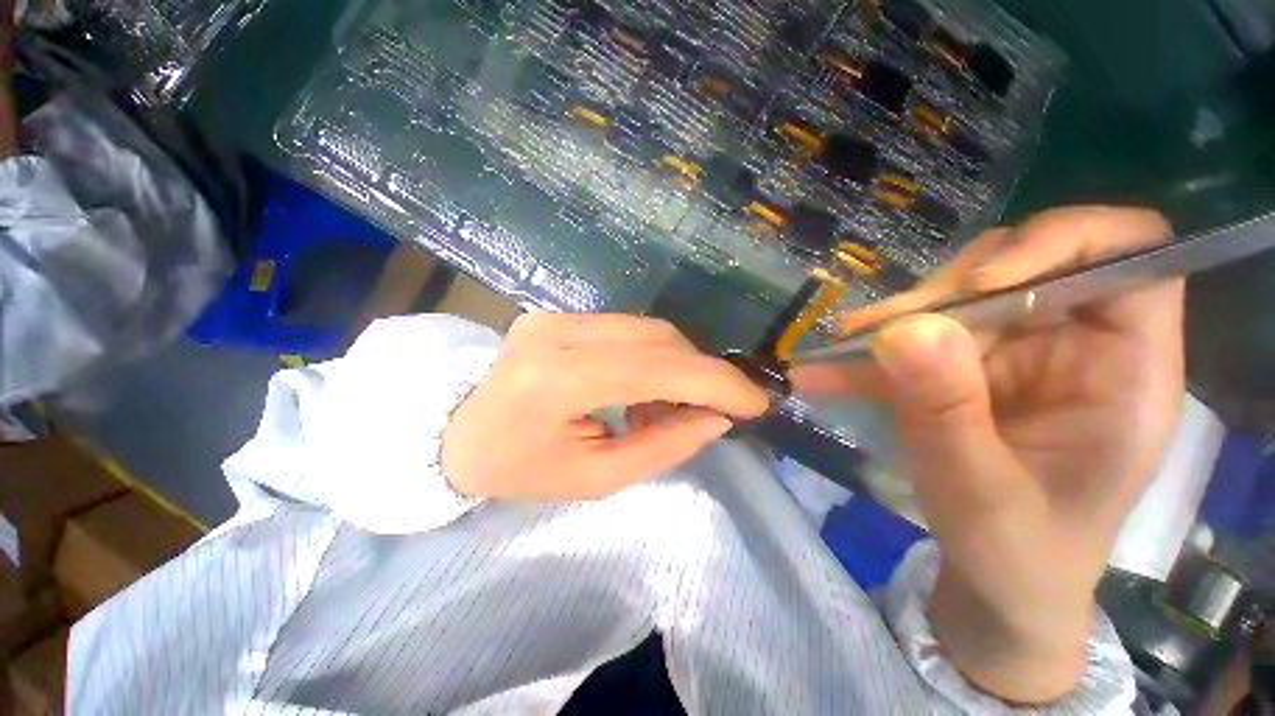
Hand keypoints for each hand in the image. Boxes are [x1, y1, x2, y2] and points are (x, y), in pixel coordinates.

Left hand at [442, 314, 768, 500]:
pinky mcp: (557, 314)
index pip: (656, 368)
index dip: (715, 383)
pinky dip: (652, 356)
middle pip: (657, 339)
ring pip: (647, 329)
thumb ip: (662, 446)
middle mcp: (557, 333)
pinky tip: (646, 387)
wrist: (457, 435)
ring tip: (674, 405)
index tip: (756, 402)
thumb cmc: (520, 470)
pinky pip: (626, 329)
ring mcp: (555, 316)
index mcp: (557, 380)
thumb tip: (715, 419)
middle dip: (701, 373)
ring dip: (677, 365)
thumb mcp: (594, 478)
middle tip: (718, 408)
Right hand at [794, 207, 1183, 701]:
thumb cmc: (1018, 555)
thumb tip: (901, 330)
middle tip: (871, 334)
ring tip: (838, 351)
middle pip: (1019, 265)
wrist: (997, 582)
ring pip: (958, 296)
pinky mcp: (968, 366)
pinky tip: (827, 370)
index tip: (980, 286)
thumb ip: (947, 413)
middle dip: (942, 295)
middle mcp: (1074, 344)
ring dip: (893, 321)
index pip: (1128, 251)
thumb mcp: (981, 497)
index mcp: (1124, 370)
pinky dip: (868, 351)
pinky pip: (915, 337)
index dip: (1060, 243)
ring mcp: (1016, 352)